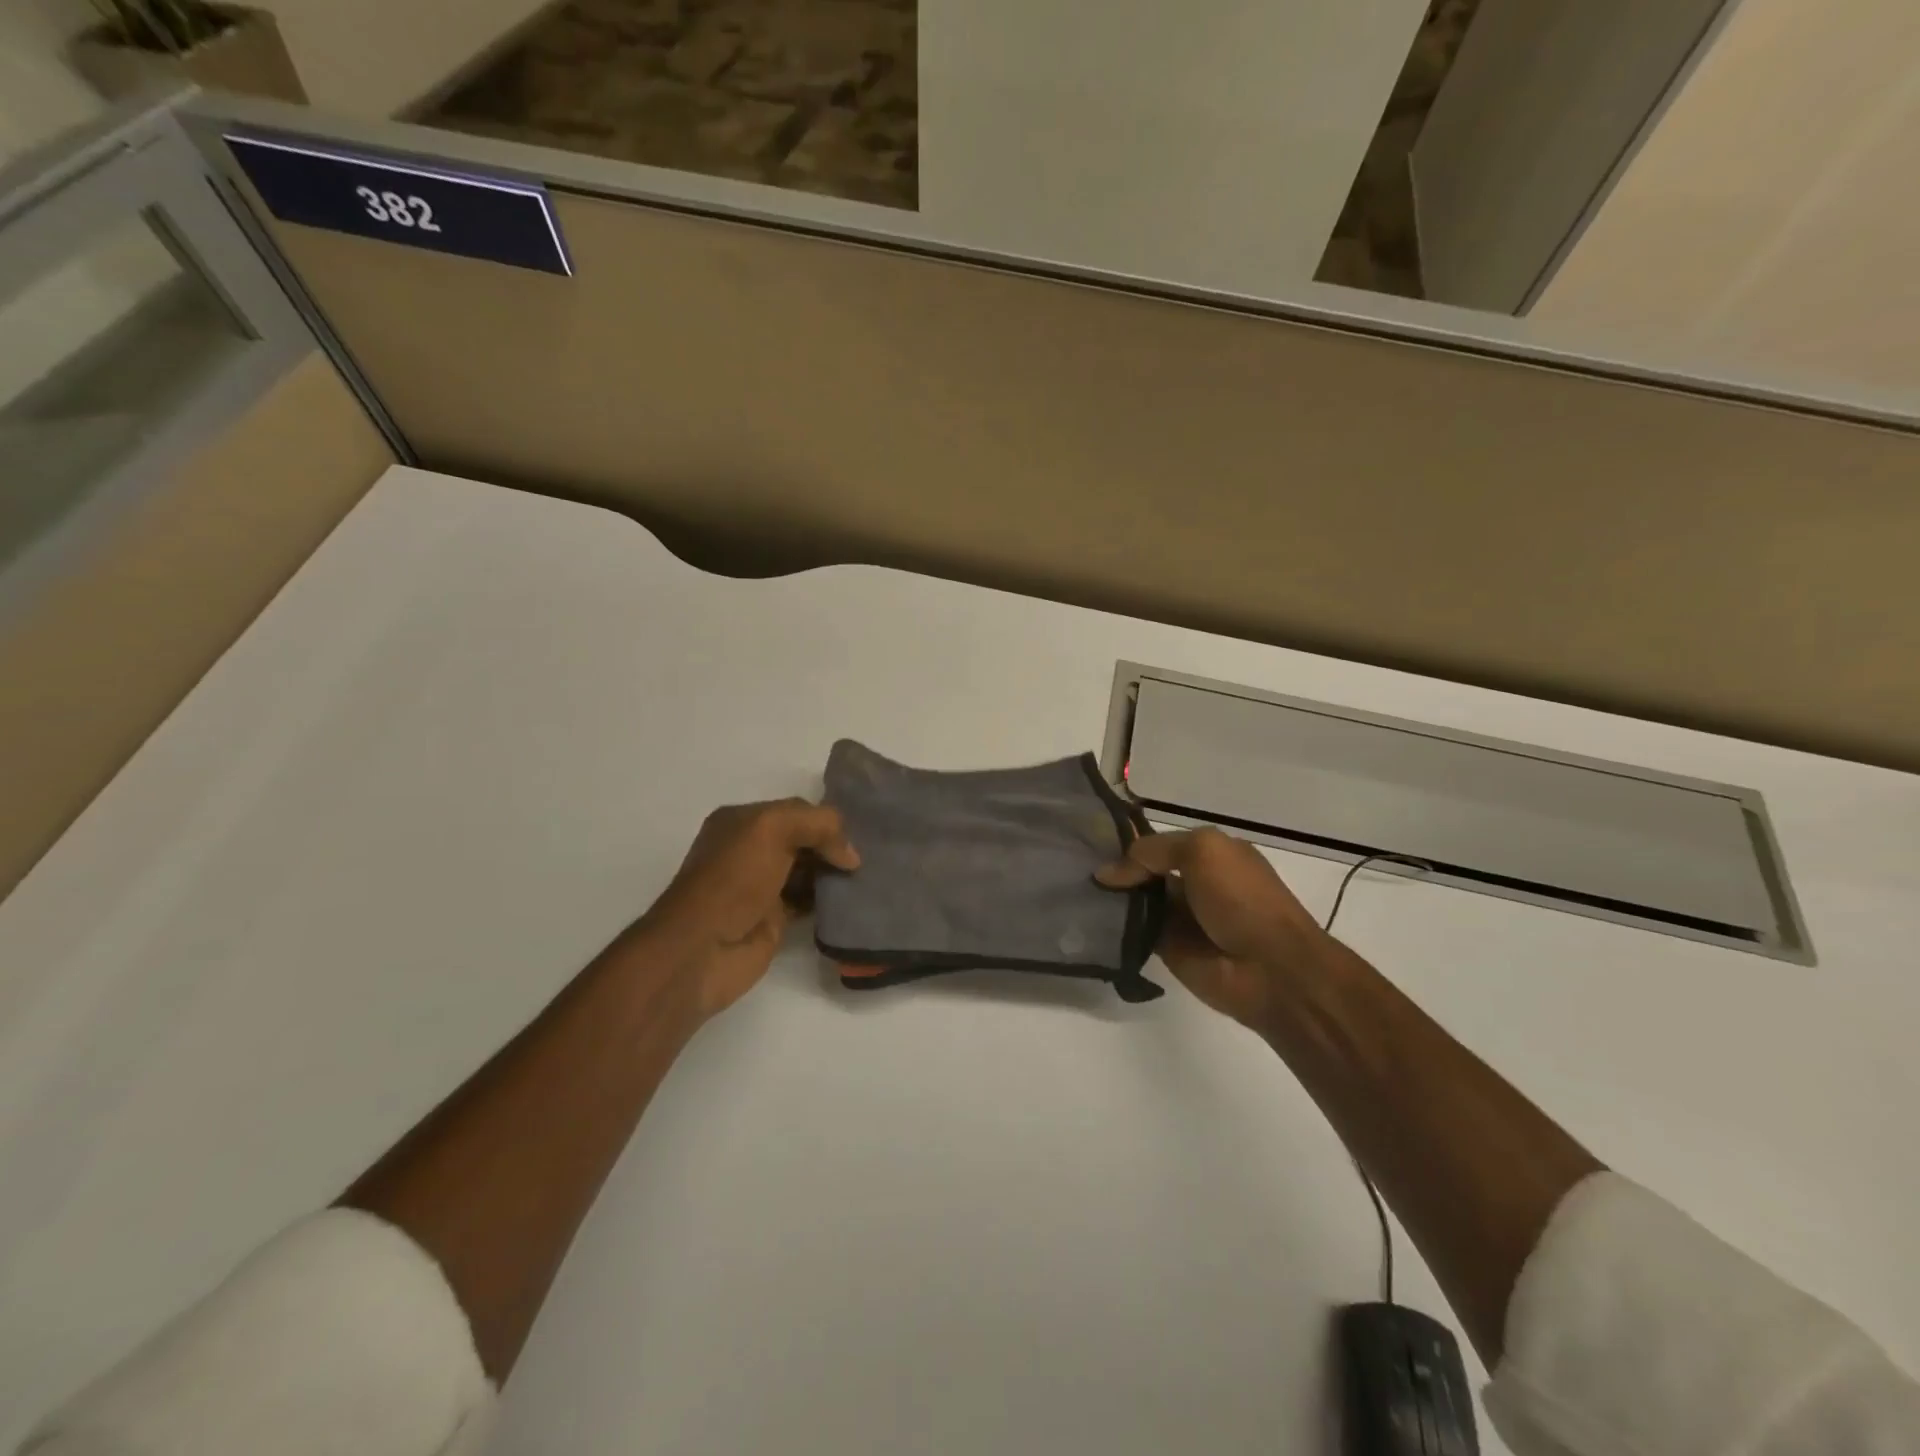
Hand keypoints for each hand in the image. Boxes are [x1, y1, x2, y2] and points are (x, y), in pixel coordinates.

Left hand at [635, 799, 859, 1019]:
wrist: (702, 949)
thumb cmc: (733, 879)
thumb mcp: (773, 829)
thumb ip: (818, 825)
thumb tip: (849, 855)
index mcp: (742, 821)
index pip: (797, 810)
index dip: (826, 820)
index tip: (858, 835)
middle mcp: (750, 850)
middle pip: (805, 839)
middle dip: (833, 845)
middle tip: (869, 856)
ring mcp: (762, 886)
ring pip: (809, 871)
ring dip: (835, 873)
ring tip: (867, 877)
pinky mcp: (774, 919)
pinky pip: (810, 902)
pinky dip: (830, 900)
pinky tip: (851, 900)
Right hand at [1096, 828, 1331, 1030]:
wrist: (1271, 968)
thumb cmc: (1242, 899)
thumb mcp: (1203, 851)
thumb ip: (1153, 851)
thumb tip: (1107, 873)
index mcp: (1211, 854)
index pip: (1160, 842)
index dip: (1129, 842)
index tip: (1089, 843)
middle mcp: (1195, 882)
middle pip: (1144, 870)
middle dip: (1114, 868)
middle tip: (1073, 866)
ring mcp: (1181, 917)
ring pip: (1135, 900)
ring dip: (1110, 897)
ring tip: (1073, 891)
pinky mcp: (1168, 949)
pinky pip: (1134, 931)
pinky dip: (1113, 926)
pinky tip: (1086, 918)